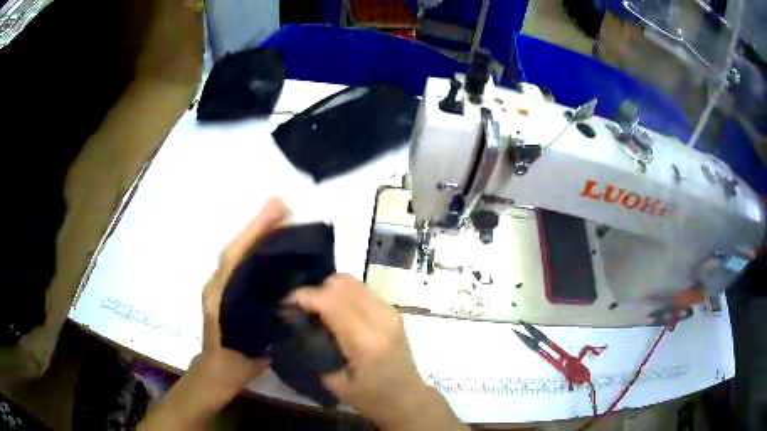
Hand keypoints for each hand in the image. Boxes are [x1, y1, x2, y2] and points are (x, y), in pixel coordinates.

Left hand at [194, 196, 289, 407]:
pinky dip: (252, 249)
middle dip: (257, 224)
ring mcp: (217, 286)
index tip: (277, 208)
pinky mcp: (222, 290)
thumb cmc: (236, 362)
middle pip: (235, 247)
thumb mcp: (258, 346)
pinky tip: (270, 247)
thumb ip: (269, 321)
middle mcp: (216, 284)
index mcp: (221, 296)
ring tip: (281, 220)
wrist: (216, 372)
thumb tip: (290, 296)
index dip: (255, 230)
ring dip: (255, 233)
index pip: (236, 255)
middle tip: (284, 207)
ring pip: (236, 252)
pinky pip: (238, 263)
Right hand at [288, 274, 466, 430]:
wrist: (407, 398)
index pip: (329, 300)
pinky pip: (360, 290)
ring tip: (315, 309)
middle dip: (314, 290)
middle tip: (300, 309)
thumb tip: (294, 324)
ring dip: (328, 290)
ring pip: (351, 281)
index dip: (302, 296)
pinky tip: (334, 312)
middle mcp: (381, 317)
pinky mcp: (392, 310)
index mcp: (366, 339)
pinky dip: (342, 294)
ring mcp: (389, 311)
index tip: (284, 306)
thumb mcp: (334, 382)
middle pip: (340, 283)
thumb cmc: (371, 398)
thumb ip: (314, 350)